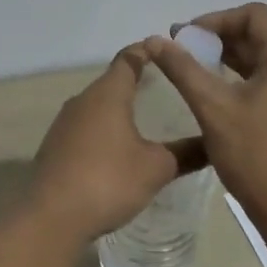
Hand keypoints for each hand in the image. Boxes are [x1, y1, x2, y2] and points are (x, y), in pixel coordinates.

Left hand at [27, 42, 205, 245]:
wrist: (51, 217)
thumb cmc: (109, 181)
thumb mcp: (156, 168)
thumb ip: (186, 153)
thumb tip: (214, 144)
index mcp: (108, 94)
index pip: (129, 58)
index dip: (148, 51)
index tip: (167, 50)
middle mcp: (83, 100)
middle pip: (111, 81)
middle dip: (136, 80)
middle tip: (165, 86)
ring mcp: (64, 123)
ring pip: (96, 105)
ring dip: (118, 107)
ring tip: (144, 117)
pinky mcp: (54, 146)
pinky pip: (85, 128)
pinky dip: (103, 129)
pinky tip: (116, 148)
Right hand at [148, 4, 266, 227]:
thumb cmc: (255, 156)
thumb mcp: (212, 108)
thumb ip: (183, 69)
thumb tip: (154, 40)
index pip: (254, 15)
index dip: (217, 19)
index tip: (186, 37)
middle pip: (259, 33)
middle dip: (219, 37)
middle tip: (183, 49)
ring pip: (262, 57)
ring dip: (228, 57)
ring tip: (192, 67)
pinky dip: (240, 76)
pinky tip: (214, 91)